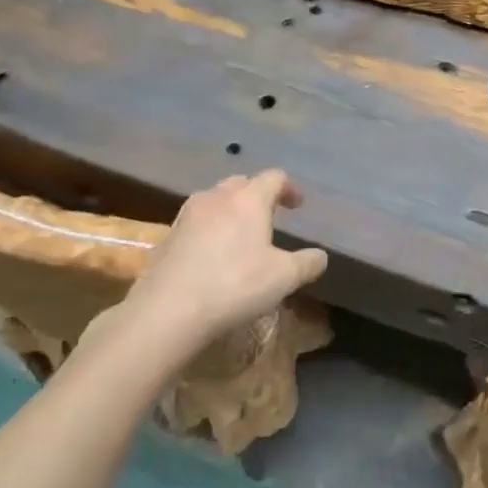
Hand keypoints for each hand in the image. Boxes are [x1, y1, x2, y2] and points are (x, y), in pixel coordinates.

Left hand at [124, 171, 326, 351]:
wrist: (167, 310)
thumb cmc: (234, 285)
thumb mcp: (283, 278)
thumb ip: (307, 263)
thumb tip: (320, 256)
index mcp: (249, 199)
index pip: (274, 177)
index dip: (289, 188)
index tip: (297, 205)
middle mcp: (217, 197)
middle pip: (242, 183)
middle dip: (258, 195)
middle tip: (269, 217)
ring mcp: (188, 214)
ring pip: (216, 199)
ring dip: (231, 210)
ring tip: (240, 234)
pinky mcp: (168, 235)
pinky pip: (197, 221)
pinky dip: (210, 228)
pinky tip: (212, 254)